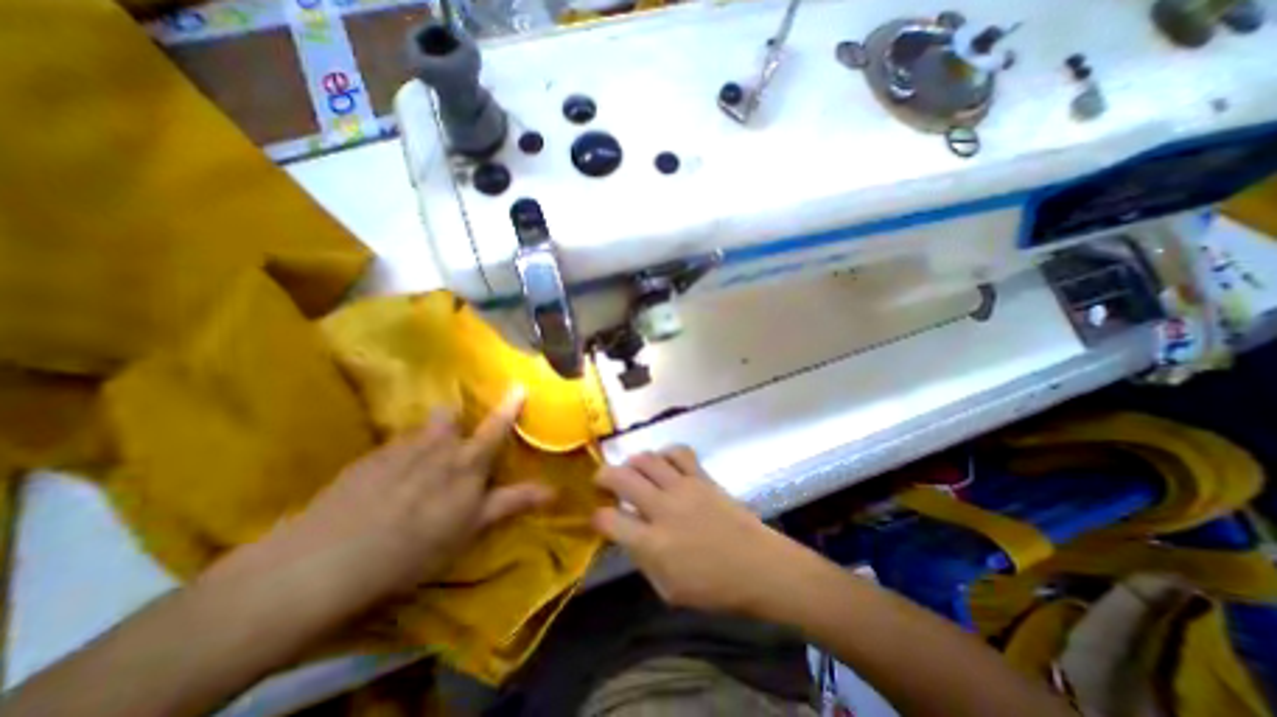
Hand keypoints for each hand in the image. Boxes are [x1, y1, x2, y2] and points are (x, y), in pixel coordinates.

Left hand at [208, 389, 548, 612]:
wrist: (327, 560)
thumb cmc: (415, 547)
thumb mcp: (471, 529)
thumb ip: (511, 502)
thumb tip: (554, 490)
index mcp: (465, 462)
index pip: (495, 427)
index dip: (509, 406)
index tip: (519, 386)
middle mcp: (436, 445)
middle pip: (450, 417)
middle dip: (455, 421)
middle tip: (451, 439)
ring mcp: (399, 449)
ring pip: (420, 429)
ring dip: (426, 436)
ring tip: (417, 463)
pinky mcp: (367, 459)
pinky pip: (393, 446)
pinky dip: (398, 455)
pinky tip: (384, 483)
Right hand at [594, 447, 812, 616]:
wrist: (758, 566)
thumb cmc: (713, 587)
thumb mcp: (668, 589)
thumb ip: (642, 559)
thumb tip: (627, 535)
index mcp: (652, 544)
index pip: (609, 520)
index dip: (597, 516)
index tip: (597, 516)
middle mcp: (663, 509)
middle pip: (622, 478)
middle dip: (603, 475)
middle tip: (601, 480)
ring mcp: (683, 488)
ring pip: (646, 459)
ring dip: (632, 462)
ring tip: (631, 470)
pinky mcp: (701, 477)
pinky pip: (678, 452)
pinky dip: (665, 453)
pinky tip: (663, 463)